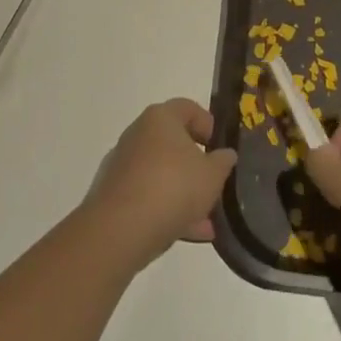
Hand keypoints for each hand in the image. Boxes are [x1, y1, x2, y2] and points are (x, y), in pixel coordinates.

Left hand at [83, 99, 236, 270]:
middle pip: (173, 142)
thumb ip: (223, 162)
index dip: (208, 124)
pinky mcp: (114, 194)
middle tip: (214, 183)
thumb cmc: (173, 187)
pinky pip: (148, 196)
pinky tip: (190, 232)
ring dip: (184, 193)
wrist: (120, 230)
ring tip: (207, 219)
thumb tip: (225, 154)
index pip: (188, 108)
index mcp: (161, 118)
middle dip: (196, 164)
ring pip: (162, 173)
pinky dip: (167, 209)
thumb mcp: (212, 175)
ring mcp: (123, 164)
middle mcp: (138, 134)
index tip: (220, 147)